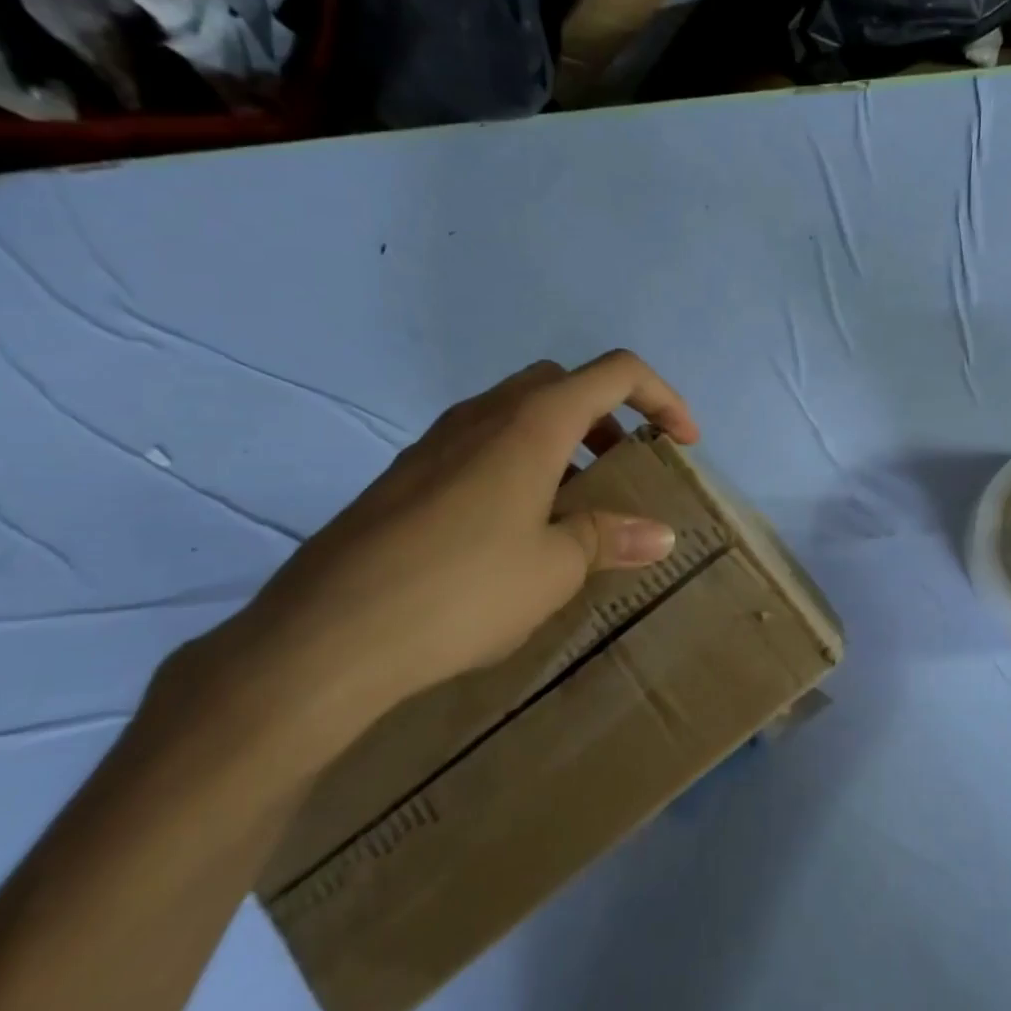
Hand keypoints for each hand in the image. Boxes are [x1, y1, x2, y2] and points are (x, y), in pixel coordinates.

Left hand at [172, 351, 699, 768]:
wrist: (327, 636)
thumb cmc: (463, 590)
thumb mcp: (554, 568)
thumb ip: (609, 538)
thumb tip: (658, 534)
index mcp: (532, 423)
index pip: (616, 373)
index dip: (663, 397)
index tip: (683, 443)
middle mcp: (484, 415)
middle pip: (562, 383)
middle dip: (607, 414)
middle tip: (622, 466)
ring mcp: (436, 442)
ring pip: (515, 412)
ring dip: (560, 439)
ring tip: (574, 502)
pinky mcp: (405, 475)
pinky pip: (479, 444)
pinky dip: (517, 462)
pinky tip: (513, 528)